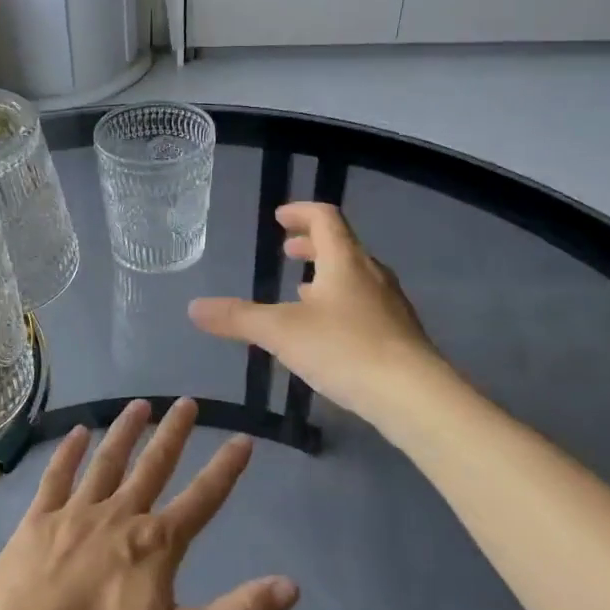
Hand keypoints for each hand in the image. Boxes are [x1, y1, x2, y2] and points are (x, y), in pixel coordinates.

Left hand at [0, 398, 298, 609]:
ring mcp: (74, 515)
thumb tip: (292, 586)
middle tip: (187, 402)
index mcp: (156, 546)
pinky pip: (55, 477)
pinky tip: (77, 433)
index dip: (225, 469)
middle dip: (174, 433)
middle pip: (153, 466)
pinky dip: (68, 452)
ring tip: (139, 405)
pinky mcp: (36, 522)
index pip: (202, 499)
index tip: (243, 439)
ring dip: (125, 431)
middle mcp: (119, 517)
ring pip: (106, 461)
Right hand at [189, 202, 448, 425]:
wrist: (414, 396)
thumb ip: (238, 318)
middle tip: (288, 252)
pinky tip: (328, 333)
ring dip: (327, 276)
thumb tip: (194, 307)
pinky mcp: (399, 335)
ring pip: (355, 277)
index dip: (301, 212)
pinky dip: (341, 304)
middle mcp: (371, 274)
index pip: (325, 218)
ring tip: (303, 291)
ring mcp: (390, 305)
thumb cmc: (345, 349)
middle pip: (342, 245)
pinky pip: (365, 305)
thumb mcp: (281, 332)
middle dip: (312, 245)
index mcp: (345, 261)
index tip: (280, 218)